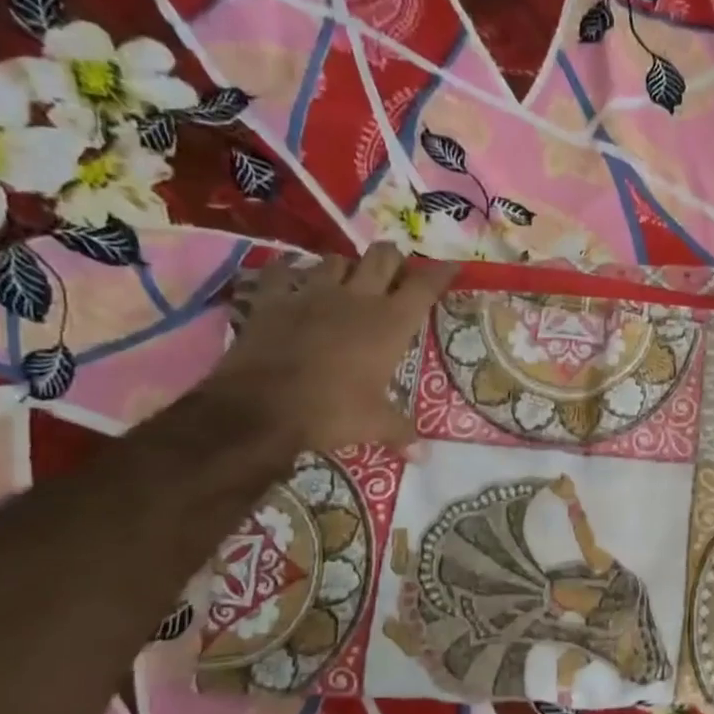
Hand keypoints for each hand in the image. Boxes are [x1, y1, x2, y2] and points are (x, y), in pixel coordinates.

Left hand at [207, 243, 456, 451]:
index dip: (440, 273)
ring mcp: (312, 293)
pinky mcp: (272, 299)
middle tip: (396, 273)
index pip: (424, 286)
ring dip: (346, 267)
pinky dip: (289, 271)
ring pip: (336, 260)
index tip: (451, 267)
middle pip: (383, 257)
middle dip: (394, 260)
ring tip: (347, 280)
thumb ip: (401, 432)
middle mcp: (356, 298)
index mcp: (390, 323)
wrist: (262, 407)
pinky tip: (292, 278)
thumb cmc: (332, 411)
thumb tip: (423, 456)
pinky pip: (282, 271)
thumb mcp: (374, 424)